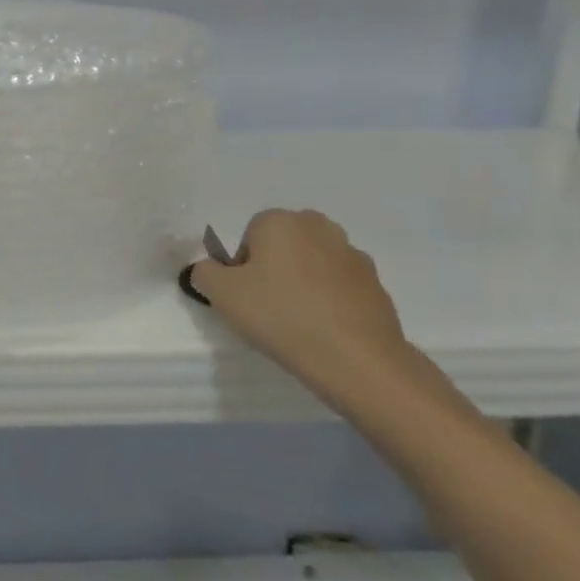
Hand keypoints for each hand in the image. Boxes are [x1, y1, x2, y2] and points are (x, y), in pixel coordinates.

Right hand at [188, 208, 422, 412]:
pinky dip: (330, 301)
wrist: (356, 359)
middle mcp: (318, 227)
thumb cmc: (280, 315)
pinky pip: (339, 286)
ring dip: (303, 283)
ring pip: (313, 264)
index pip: (249, 236)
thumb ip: (204, 273)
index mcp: (280, 221)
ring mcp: (352, 255)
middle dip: (274, 269)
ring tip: (298, 322)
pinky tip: (325, 330)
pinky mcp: (376, 284)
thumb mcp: (221, 294)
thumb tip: (209, 269)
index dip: (242, 267)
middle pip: (283, 245)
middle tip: (268, 306)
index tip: (246, 297)